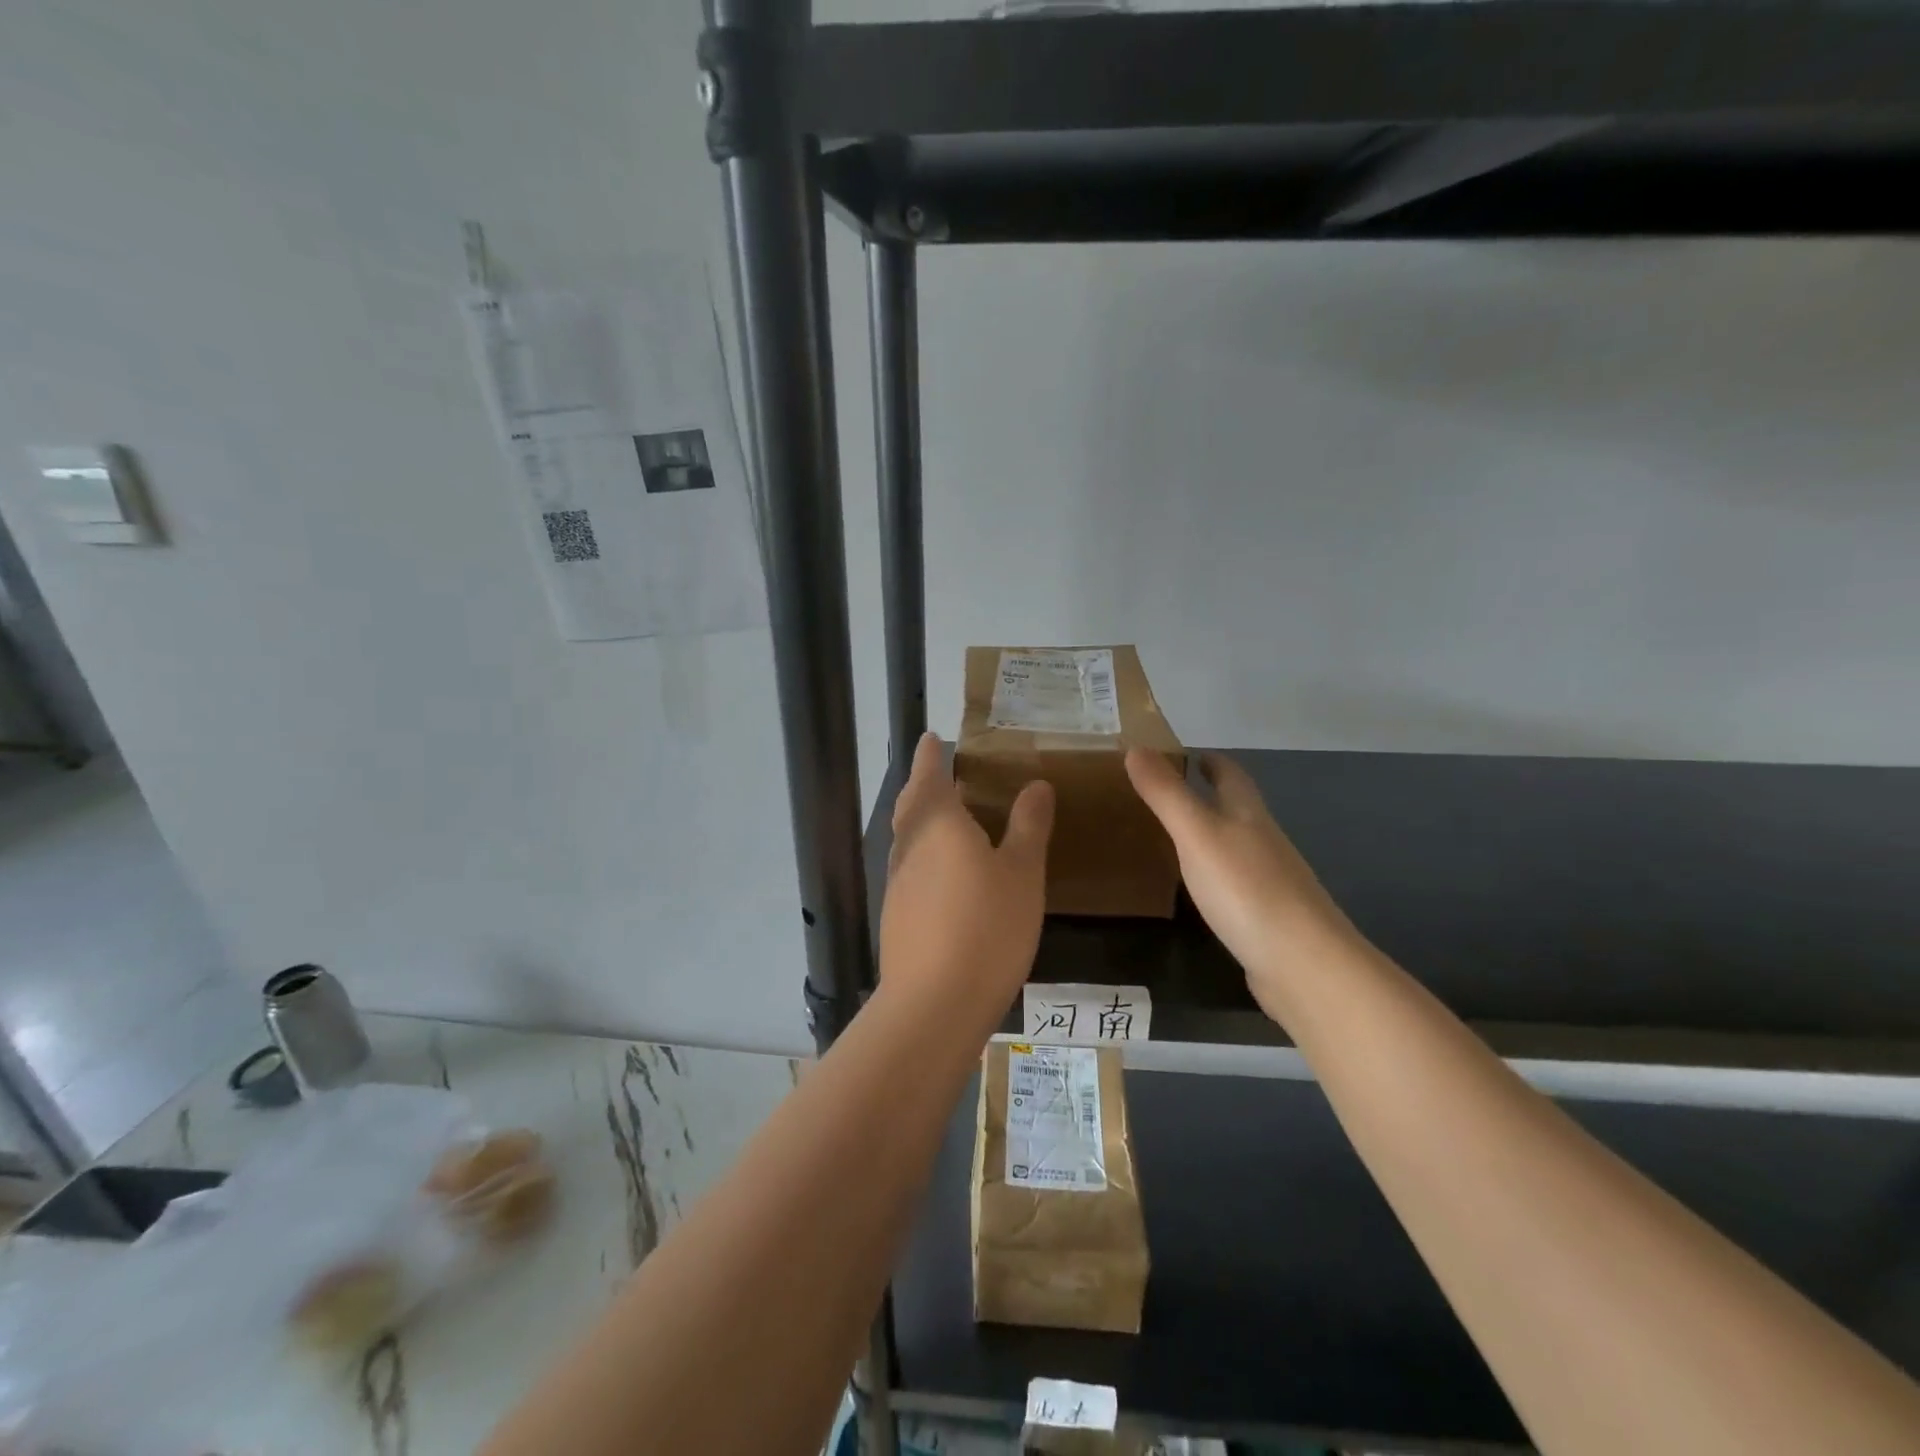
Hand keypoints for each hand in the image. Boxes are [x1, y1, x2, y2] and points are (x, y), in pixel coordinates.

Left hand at [880, 733, 1054, 1020]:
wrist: (934, 1002)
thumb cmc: (986, 926)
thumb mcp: (1021, 872)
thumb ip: (1028, 826)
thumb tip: (1036, 785)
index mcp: (937, 823)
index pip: (930, 774)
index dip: (931, 755)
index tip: (931, 738)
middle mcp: (910, 846)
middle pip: (912, 804)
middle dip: (923, 783)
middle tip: (941, 771)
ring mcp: (898, 882)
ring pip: (908, 837)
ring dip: (922, 818)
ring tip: (948, 816)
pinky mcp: (897, 914)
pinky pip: (911, 867)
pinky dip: (925, 853)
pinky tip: (945, 871)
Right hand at [1126, 748, 1359, 1023]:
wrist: (1304, 964)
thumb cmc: (1246, 889)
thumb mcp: (1196, 834)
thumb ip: (1166, 794)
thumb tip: (1135, 747)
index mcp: (1248, 815)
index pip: (1231, 775)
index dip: (1210, 760)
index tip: (1186, 752)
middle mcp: (1263, 841)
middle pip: (1237, 808)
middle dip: (1209, 795)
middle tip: (1167, 794)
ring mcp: (1270, 882)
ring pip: (1237, 846)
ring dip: (1212, 835)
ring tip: (1174, 837)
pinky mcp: (1266, 918)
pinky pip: (1236, 884)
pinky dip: (1216, 875)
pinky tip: (1200, 890)